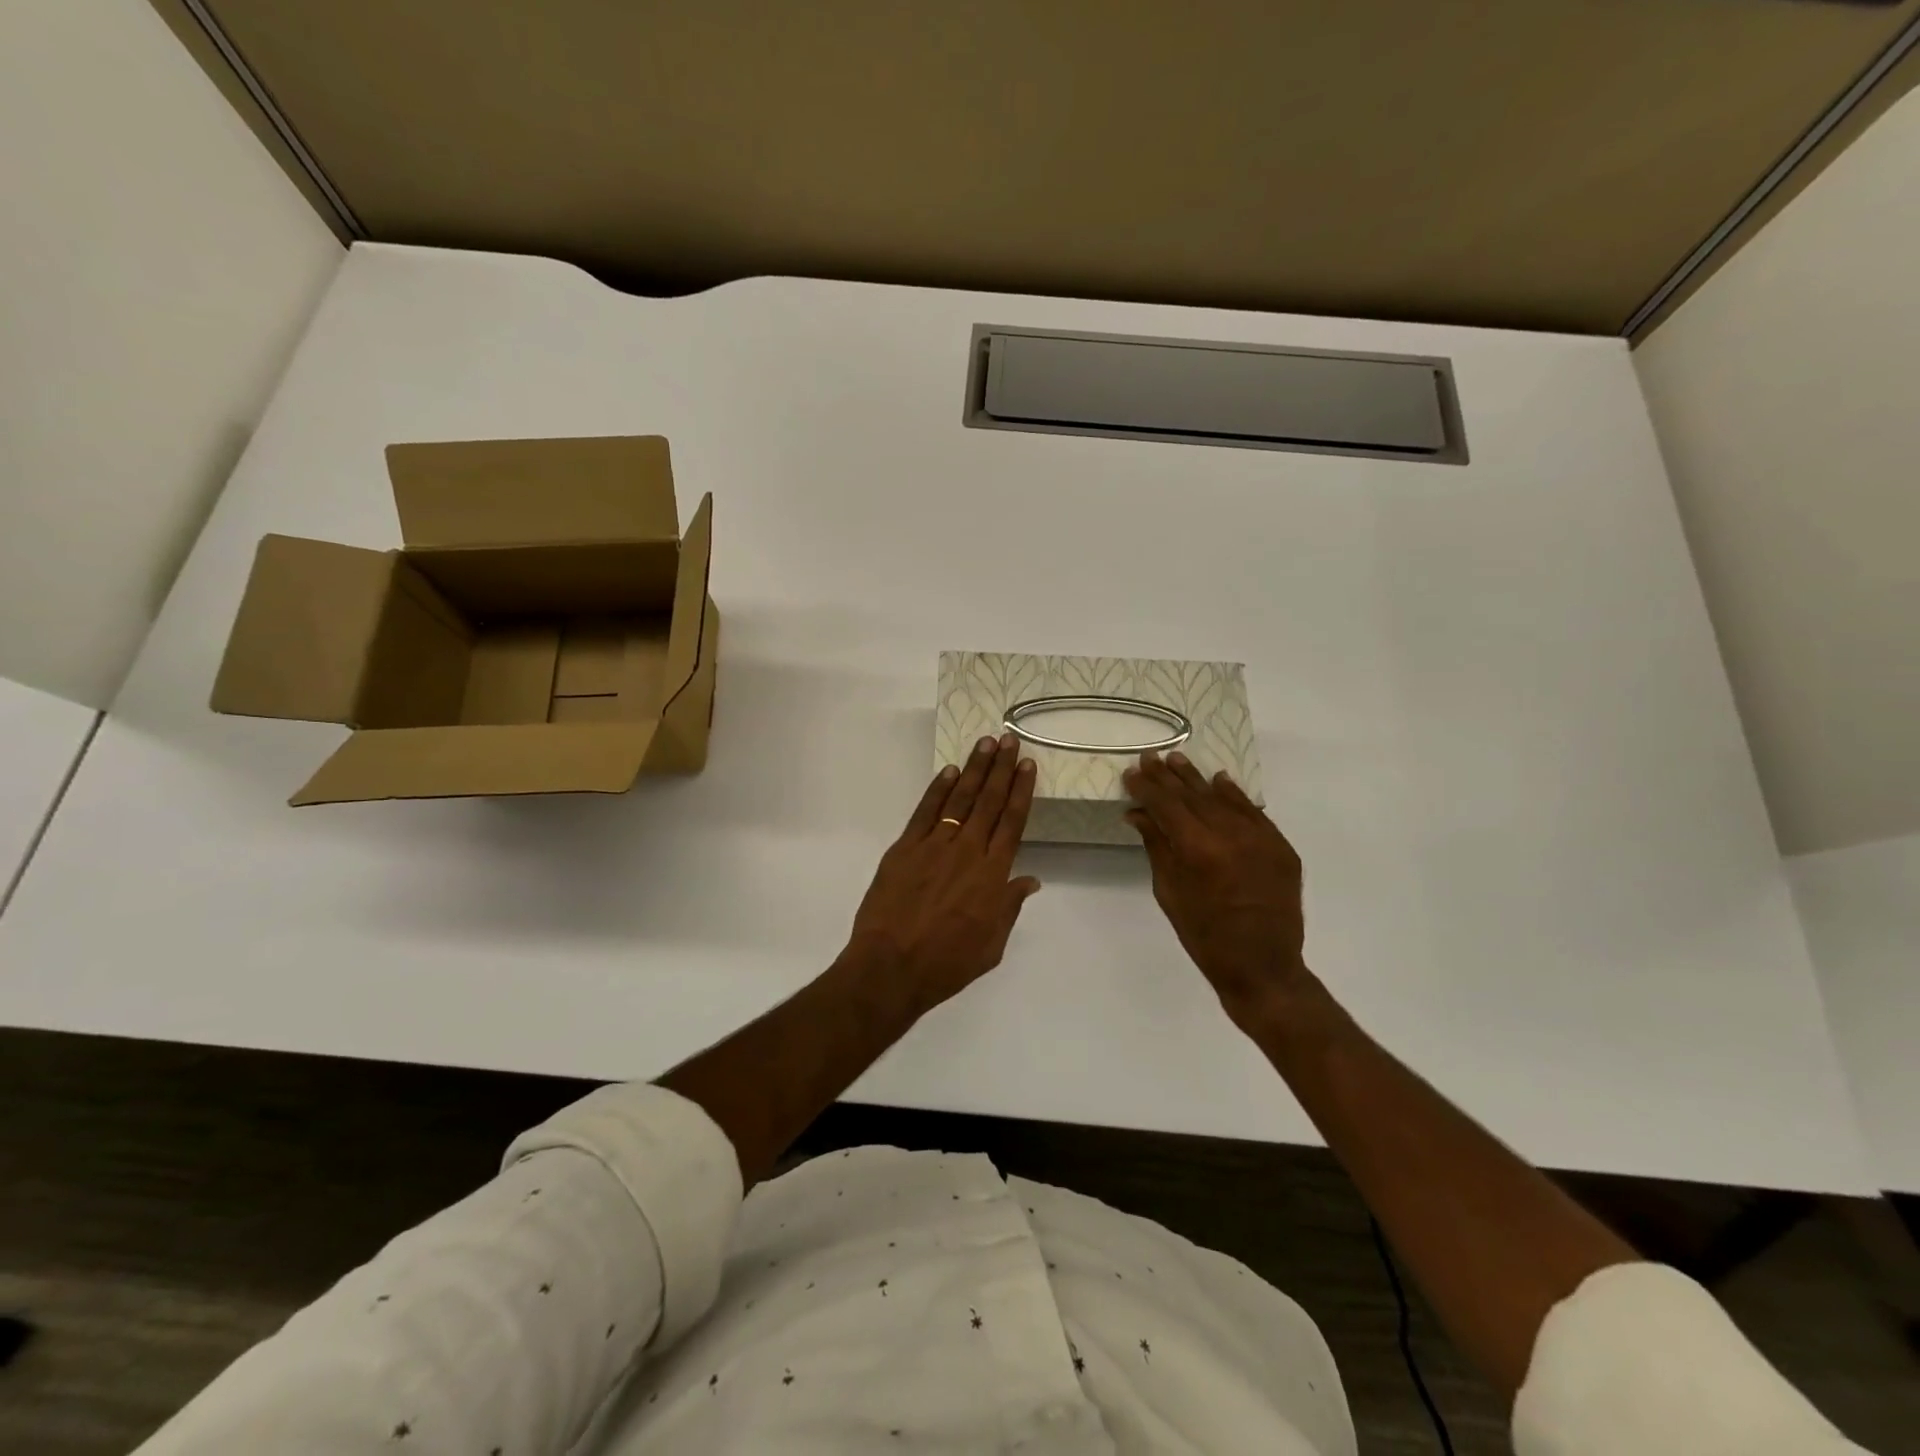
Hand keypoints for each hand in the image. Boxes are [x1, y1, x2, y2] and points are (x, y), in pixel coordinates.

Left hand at [845, 735, 1041, 1014]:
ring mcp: (934, 846)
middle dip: (1001, 769)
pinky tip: (949, 771)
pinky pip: (925, 812)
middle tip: (1009, 740)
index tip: (1027, 765)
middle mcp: (967, 851)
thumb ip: (1009, 908)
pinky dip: (937, 789)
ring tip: (986, 744)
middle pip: (989, 802)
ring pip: (959, 799)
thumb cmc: (946, 964)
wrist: (890, 967)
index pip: (1012, 822)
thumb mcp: (991, 945)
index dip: (1021, 791)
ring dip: (974, 770)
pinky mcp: (904, 848)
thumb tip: (1029, 880)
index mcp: (992, 875)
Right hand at [1124, 750, 1309, 1028]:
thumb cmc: (1204, 936)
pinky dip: (1235, 796)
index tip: (1132, 772)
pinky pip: (1253, 813)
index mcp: (1198, 849)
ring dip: (1198, 780)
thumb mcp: (1170, 892)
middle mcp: (1231, 835)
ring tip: (1179, 761)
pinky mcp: (1281, 847)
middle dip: (1169, 777)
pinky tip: (1220, 781)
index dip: (1147, 787)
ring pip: (1223, 798)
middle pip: (1193, 796)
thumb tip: (1139, 813)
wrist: (1262, 967)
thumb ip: (1157, 846)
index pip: (1167, 805)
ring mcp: (1260, 839)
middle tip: (1152, 757)